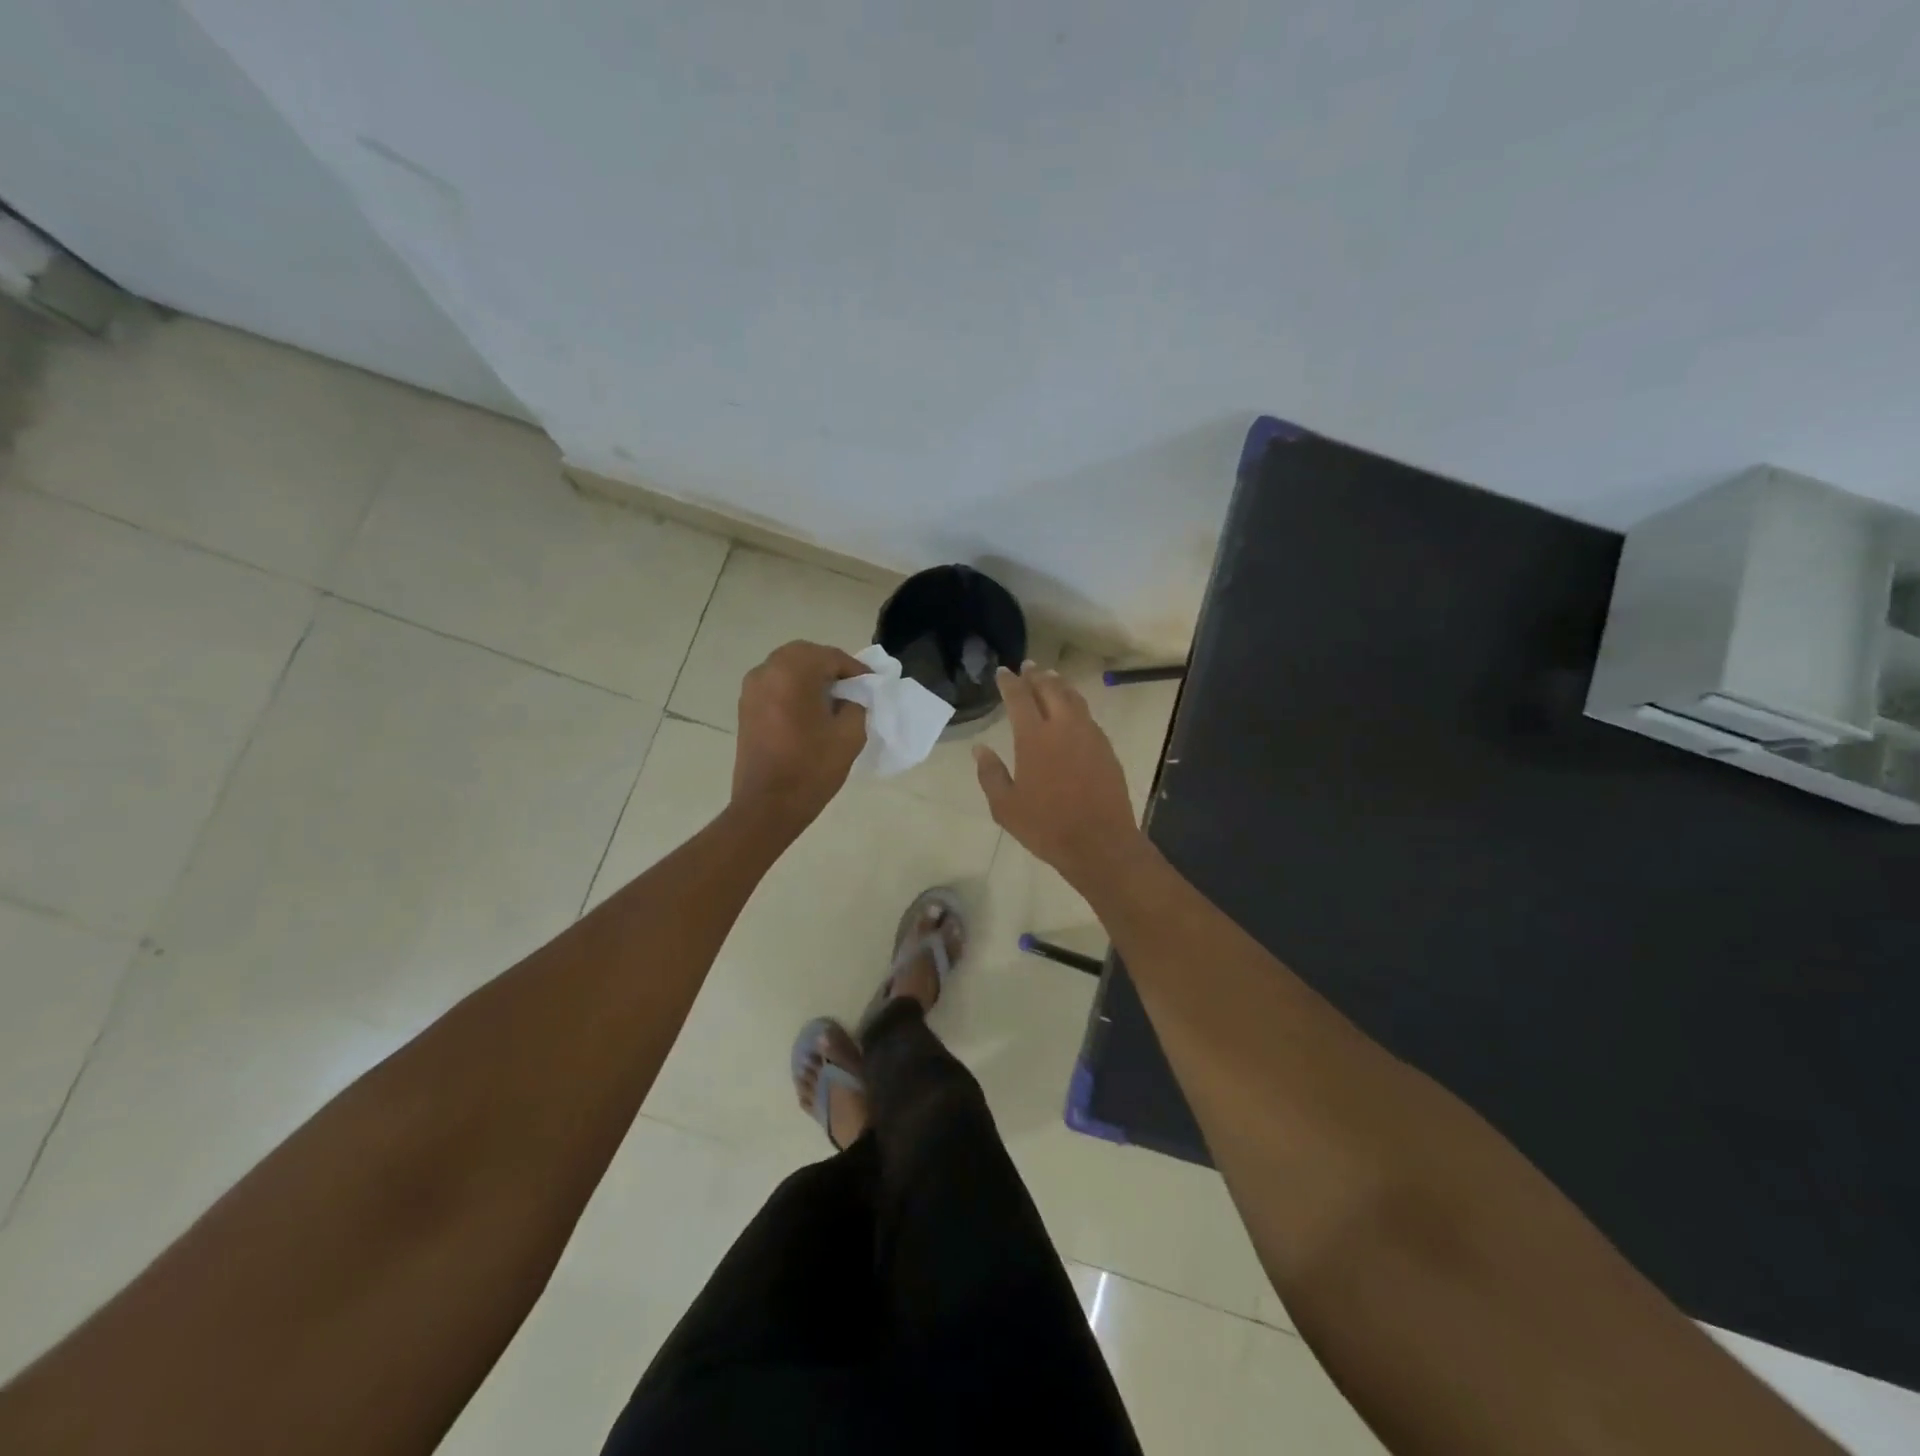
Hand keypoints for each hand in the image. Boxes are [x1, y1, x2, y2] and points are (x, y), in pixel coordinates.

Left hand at [732, 641, 867, 831]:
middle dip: (830, 667)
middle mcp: (767, 671)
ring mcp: (751, 689)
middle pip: (805, 655)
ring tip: (832, 699)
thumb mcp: (849, 734)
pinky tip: (809, 711)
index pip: (831, 657)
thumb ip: (856, 705)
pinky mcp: (745, 707)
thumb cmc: (812, 768)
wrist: (767, 805)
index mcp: (793, 672)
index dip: (855, 669)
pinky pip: (774, 684)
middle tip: (852, 687)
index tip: (872, 684)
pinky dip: (794, 688)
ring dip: (810, 676)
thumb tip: (850, 697)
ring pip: (787, 667)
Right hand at [973, 663, 1145, 890]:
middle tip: (1028, 667)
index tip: (1003, 671)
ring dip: (1059, 685)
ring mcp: (1089, 735)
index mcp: (1034, 737)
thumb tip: (979, 749)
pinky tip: (1072, 711)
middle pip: (1050, 689)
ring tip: (1050, 678)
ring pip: (1073, 698)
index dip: (1009, 682)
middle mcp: (1063, 727)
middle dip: (1036, 675)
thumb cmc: (1046, 826)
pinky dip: (1075, 705)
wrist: (1100, 842)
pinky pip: (1088, 716)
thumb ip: (991, 774)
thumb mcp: (1006, 807)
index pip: (1019, 697)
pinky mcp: (1106, 748)